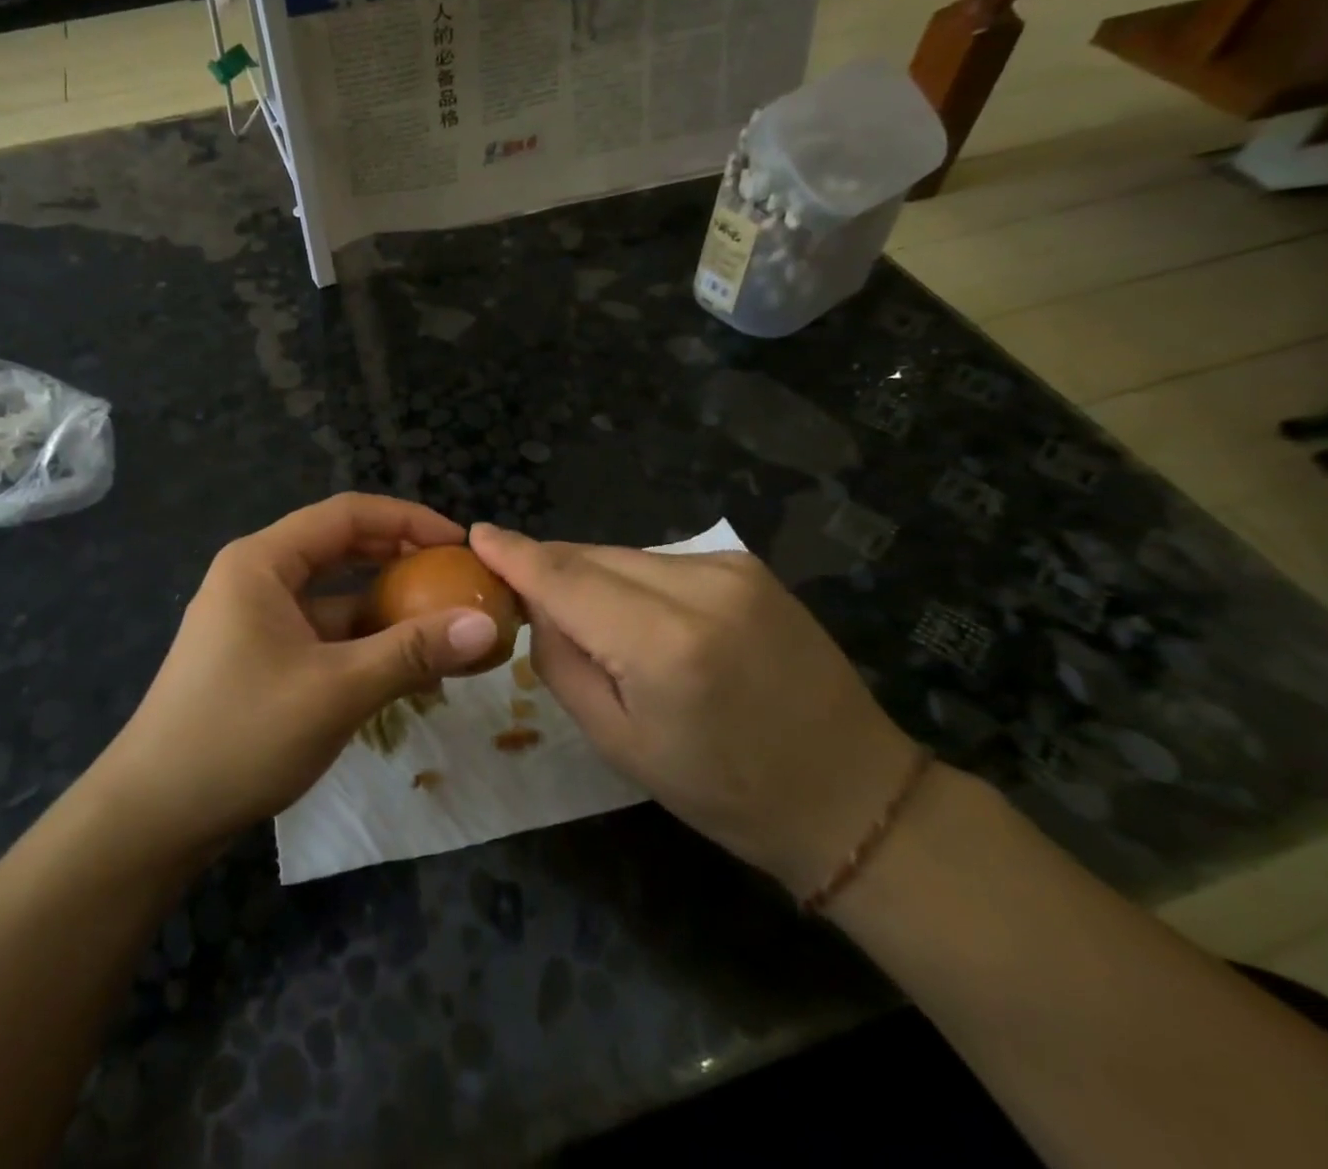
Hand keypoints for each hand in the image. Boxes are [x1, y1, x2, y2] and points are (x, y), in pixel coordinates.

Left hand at [92, 494, 504, 855]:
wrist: (154, 815)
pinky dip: (362, 641)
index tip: (459, 544)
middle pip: (339, 548)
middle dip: (400, 559)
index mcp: (262, 562)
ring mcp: (255, 619)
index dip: (408, 520)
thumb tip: (486, 624)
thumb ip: (412, 651)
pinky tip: (404, 667)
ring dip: (385, 606)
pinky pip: (321, 632)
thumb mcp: (336, 689)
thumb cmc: (241, 735)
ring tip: (443, 624)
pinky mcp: (259, 656)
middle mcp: (256, 578)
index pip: (346, 514)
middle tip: (456, 578)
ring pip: (333, 595)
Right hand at [469, 522, 920, 896]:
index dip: (515, 554)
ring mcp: (729, 568)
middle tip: (519, 592)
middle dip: (549, 568)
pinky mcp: (746, 565)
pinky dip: (630, 579)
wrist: (850, 792)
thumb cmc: (722, 789)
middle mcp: (699, 586)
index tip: (477, 535)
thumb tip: (537, 605)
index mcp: (664, 644)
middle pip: (591, 556)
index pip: (565, 578)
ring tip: (591, 622)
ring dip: (591, 576)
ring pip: (622, 555)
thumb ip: (562, 661)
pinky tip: (638, 617)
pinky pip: (658, 561)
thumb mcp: (616, 741)